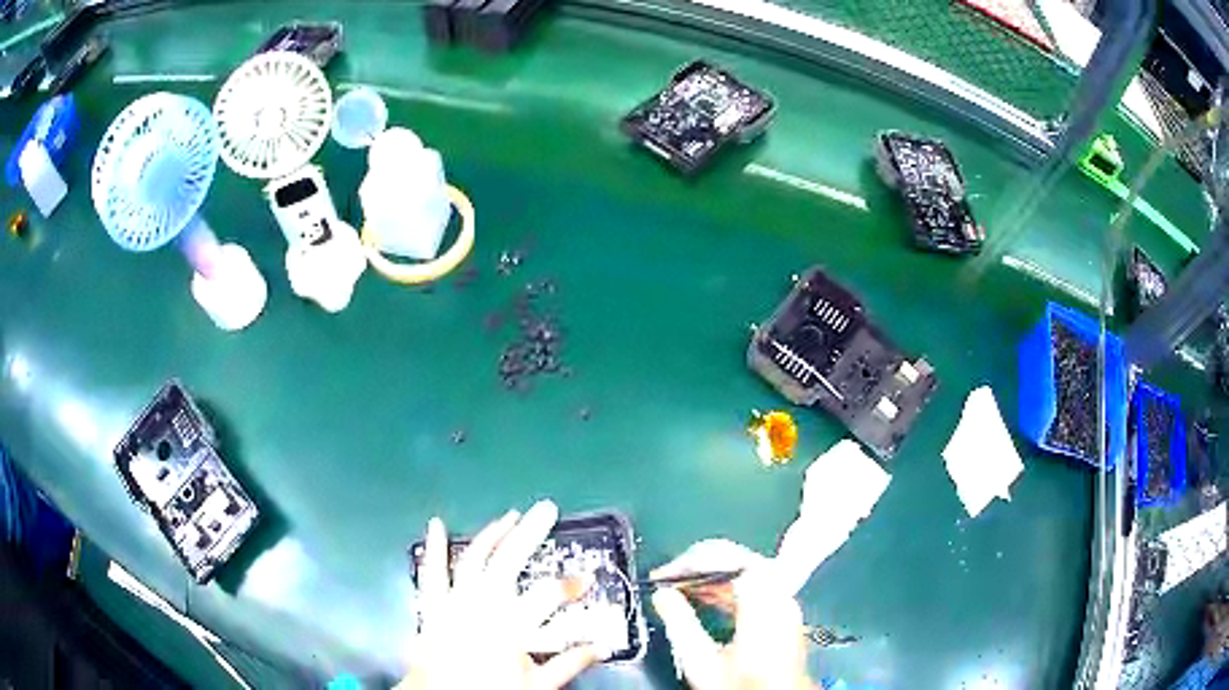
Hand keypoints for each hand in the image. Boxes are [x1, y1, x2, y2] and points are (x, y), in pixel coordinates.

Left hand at [399, 501, 597, 689]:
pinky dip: (434, 548)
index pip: (548, 596)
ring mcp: (453, 602)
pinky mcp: (433, 606)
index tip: (585, 581)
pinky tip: (436, 524)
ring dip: (491, 534)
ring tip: (509, 515)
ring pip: (473, 559)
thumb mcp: (537, 685)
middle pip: (508, 561)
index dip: (570, 585)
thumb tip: (601, 647)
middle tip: (547, 509)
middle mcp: (480, 606)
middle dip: (529, 533)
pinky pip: (432, 572)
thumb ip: (569, 664)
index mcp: (510, 626)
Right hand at [651, 540, 814, 689]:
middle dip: (701, 565)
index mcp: (762, 600)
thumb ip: (680, 624)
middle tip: (670, 577)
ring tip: (682, 588)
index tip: (663, 575)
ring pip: (749, 572)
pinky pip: (757, 586)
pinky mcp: (786, 614)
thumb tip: (662, 595)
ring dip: (714, 576)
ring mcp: (786, 603)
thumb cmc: (741, 685)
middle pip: (740, 560)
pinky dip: (730, 587)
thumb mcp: (702, 661)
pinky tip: (709, 599)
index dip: (691, 561)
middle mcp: (780, 595)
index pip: (726, 557)